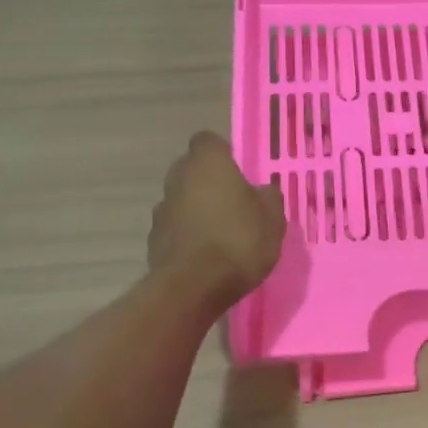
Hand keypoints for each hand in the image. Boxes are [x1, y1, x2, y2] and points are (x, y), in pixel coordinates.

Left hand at [147, 133, 285, 305]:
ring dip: (197, 209)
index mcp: (208, 163)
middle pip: (192, 170)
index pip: (209, 141)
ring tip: (221, 234)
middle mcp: (178, 178)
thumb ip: (268, 197)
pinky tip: (206, 256)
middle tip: (234, 203)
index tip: (239, 173)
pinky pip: (175, 228)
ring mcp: (161, 208)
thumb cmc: (239, 241)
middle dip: (209, 182)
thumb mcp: (273, 219)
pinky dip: (188, 235)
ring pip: (182, 199)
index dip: (224, 154)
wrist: (193, 287)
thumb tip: (261, 191)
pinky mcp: (153, 239)